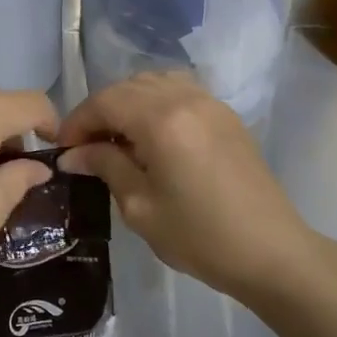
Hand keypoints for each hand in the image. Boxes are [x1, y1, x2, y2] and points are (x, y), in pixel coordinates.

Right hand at [56, 70, 320, 301]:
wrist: (273, 254)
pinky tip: (150, 135)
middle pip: (127, 87)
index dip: (77, 121)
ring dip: (127, 103)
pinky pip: (179, 91)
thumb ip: (105, 167)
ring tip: (117, 138)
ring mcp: (210, 103)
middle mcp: (185, 98)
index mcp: (161, 119)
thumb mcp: (140, 206)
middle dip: (100, 111)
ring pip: (153, 83)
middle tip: (85, 146)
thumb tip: (73, 154)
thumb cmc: (200, 236)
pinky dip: (155, 103)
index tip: (63, 149)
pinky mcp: (225, 115)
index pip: (105, 102)